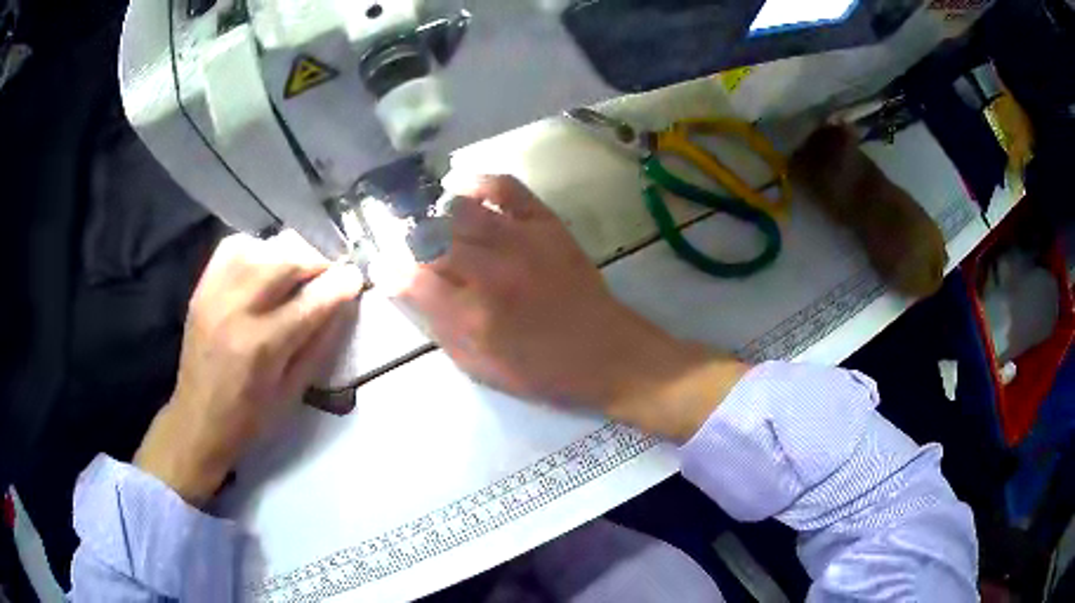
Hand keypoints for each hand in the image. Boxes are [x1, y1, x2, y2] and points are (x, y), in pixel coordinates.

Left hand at [135, 231, 363, 505]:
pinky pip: (233, 247)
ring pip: (261, 247)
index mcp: (262, 346)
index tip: (356, 277)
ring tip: (297, 270)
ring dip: (288, 253)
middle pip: (285, 261)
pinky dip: (256, 248)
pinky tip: (264, 264)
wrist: (197, 419)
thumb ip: (318, 346)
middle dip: (316, 262)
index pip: (311, 301)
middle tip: (326, 276)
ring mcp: (215, 293)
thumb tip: (342, 306)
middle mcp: (237, 310)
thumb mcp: (292, 393)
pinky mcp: (202, 287)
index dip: (341, 284)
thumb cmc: (249, 418)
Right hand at [390, 175, 748, 441]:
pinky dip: (478, 181)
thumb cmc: (541, 371)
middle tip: (410, 247)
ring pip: (460, 210)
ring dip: (436, 214)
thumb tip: (410, 291)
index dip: (390, 271)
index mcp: (473, 317)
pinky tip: (461, 188)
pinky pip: (506, 187)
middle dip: (411, 241)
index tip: (383, 268)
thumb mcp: (481, 367)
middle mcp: (492, 273)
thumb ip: (440, 328)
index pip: (411, 280)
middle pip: (431, 239)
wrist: (606, 353)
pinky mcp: (546, 225)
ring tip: (432, 222)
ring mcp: (521, 242)